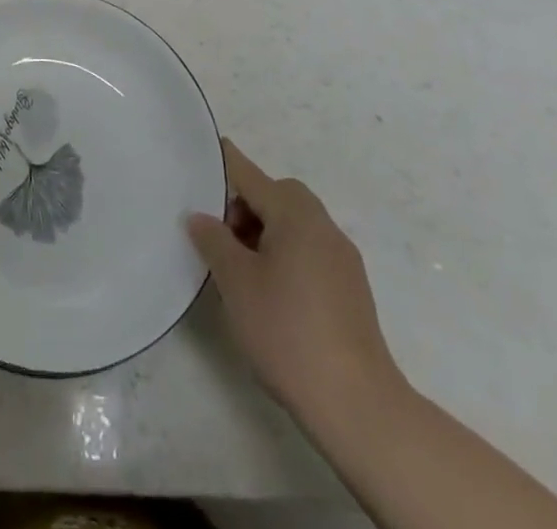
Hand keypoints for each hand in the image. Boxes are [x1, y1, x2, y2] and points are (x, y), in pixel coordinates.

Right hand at [188, 139, 402, 426]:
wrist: (356, 405)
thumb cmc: (287, 331)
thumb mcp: (236, 282)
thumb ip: (214, 240)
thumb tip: (200, 217)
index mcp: (296, 215)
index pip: (251, 175)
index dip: (225, 163)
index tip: (206, 150)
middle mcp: (323, 227)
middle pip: (278, 196)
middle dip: (246, 206)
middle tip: (222, 237)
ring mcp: (343, 259)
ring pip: (296, 225)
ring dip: (266, 232)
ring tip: (241, 269)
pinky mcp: (351, 290)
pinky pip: (310, 251)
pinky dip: (286, 254)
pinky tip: (270, 292)